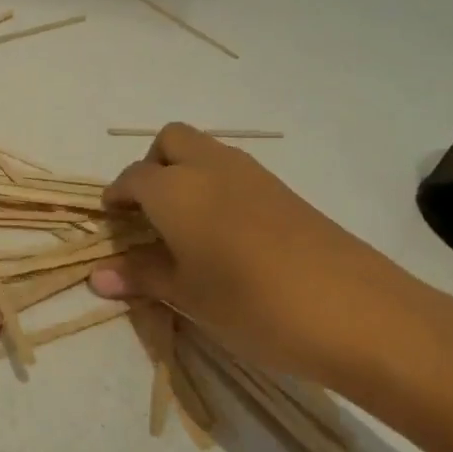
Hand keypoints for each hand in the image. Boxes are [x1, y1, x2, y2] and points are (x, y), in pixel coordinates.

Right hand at [89, 124, 452, 403]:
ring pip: (205, 151)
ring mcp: (252, 174)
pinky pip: (234, 171)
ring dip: (185, 173)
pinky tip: (227, 234)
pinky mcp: (284, 190)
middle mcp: (209, 166)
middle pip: (169, 141)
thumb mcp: (187, 295)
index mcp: (175, 188)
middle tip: (150, 213)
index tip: (113, 222)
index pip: (132, 178)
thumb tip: (96, 276)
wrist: (355, 310)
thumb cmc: (251, 302)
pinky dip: (216, 186)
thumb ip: (141, 276)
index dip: (117, 197)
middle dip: (151, 166)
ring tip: (186, 227)